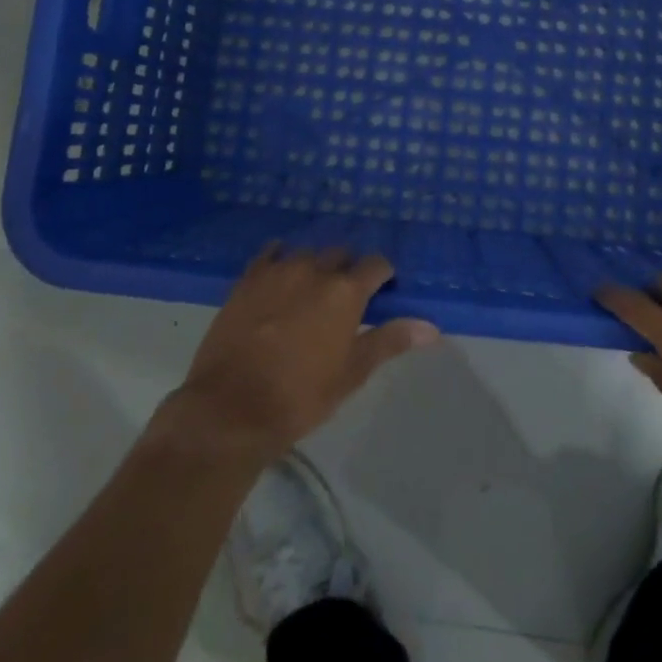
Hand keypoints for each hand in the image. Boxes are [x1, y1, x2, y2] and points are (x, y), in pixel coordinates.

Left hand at [159, 245, 438, 466]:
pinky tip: (280, 274)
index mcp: (345, 291)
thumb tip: (432, 327)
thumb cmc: (299, 397)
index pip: (376, 264)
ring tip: (312, 288)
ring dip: (315, 264)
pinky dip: (281, 258)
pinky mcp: (247, 279)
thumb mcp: (351, 374)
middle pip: (341, 253)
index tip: (382, 291)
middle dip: (348, 268)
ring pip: (306, 252)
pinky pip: (270, 254)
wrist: (229, 409)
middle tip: (346, 297)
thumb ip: (390, 341)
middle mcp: (314, 269)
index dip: (383, 276)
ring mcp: (278, 270)